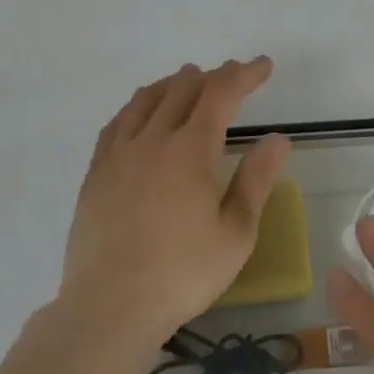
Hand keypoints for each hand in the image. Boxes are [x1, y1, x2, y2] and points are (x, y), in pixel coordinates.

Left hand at [61, 58, 290, 343]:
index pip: (221, 94)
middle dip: (212, 76)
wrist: (110, 307)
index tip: (263, 65)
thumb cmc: (183, 273)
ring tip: (188, 81)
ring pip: (146, 99)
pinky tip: (141, 113)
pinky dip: (138, 106)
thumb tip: (277, 138)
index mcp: (191, 151)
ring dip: (173, 83)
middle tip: (232, 77)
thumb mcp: (236, 233)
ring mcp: (119, 154)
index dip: (244, 74)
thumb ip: (256, 180)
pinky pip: (117, 123)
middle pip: (183, 88)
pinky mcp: (96, 173)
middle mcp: (153, 140)